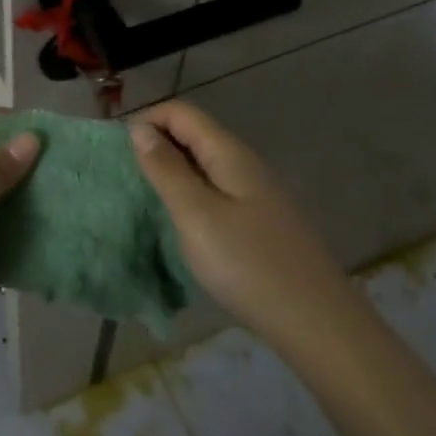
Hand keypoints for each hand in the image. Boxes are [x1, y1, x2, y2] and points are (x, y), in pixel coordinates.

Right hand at [129, 101, 353, 351]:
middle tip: (127, 178)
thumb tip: (140, 129)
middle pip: (195, 134)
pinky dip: (192, 194)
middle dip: (157, 144)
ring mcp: (258, 194)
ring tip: (148, 200)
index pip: (181, 113)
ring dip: (173, 171)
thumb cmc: (248, 264)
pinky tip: (183, 223)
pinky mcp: (262, 221)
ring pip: (206, 164)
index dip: (147, 121)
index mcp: (229, 154)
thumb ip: (166, 169)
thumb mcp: (195, 215)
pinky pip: (217, 190)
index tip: (118, 152)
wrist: (317, 323)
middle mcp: (246, 164)